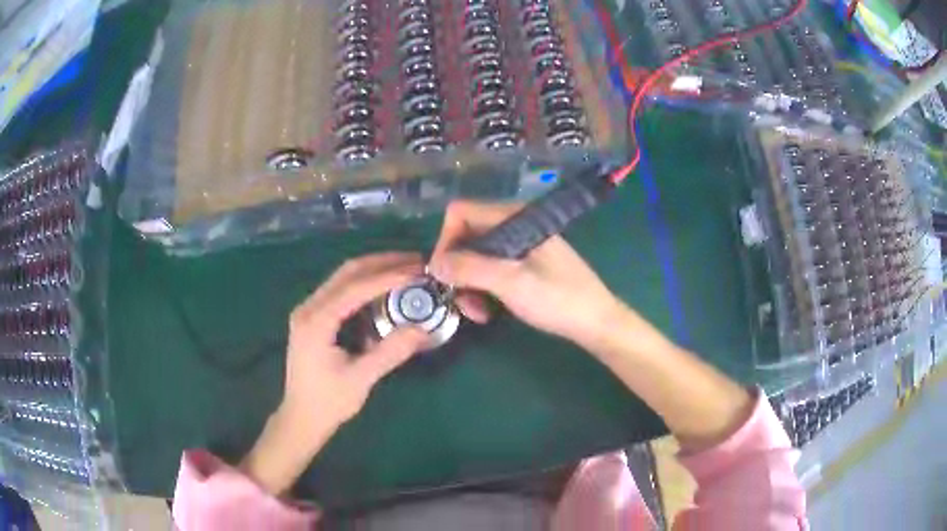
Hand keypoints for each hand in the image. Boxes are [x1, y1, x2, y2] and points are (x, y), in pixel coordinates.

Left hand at [241, 253, 427, 493]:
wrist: (301, 418)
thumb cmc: (328, 402)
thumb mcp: (361, 379)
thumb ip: (391, 352)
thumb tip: (423, 329)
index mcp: (316, 321)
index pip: (355, 288)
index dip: (388, 277)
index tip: (417, 271)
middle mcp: (308, 307)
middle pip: (347, 272)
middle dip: (382, 262)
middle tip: (415, 261)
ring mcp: (308, 310)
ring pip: (343, 277)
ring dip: (374, 269)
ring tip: (405, 268)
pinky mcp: (313, 317)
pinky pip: (340, 290)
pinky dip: (364, 284)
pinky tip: (384, 288)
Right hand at [428, 201, 623, 348]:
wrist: (596, 322)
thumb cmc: (558, 298)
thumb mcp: (511, 283)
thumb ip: (470, 268)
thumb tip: (433, 263)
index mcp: (512, 218)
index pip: (461, 213)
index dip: (445, 241)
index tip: (443, 274)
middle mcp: (513, 226)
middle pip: (466, 237)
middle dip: (457, 270)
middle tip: (458, 301)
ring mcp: (518, 246)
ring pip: (475, 258)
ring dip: (468, 285)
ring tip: (476, 314)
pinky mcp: (523, 265)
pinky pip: (490, 271)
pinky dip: (482, 290)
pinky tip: (487, 312)